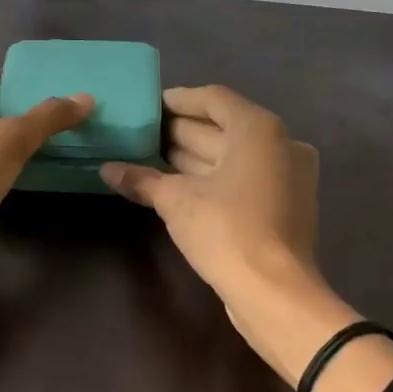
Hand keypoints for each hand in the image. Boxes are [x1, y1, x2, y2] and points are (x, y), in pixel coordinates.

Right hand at [102, 85, 392, 391]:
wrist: (275, 293)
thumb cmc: (226, 231)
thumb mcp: (176, 201)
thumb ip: (142, 179)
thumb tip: (106, 169)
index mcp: (258, 129)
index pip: (212, 99)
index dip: (176, 100)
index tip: (145, 107)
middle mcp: (279, 143)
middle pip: (222, 127)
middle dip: (178, 131)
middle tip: (138, 133)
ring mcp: (286, 176)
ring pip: (230, 155)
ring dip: (191, 156)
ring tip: (147, 157)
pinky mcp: (283, 205)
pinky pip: (241, 178)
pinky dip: (210, 177)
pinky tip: (174, 185)